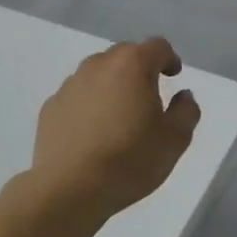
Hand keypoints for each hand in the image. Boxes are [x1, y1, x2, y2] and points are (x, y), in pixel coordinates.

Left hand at [28, 37, 201, 218]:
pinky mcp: (50, 107)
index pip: (157, 47)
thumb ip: (186, 111)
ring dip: (112, 85)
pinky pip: (78, 96)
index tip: (173, 76)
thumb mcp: (175, 139)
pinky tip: (93, 132)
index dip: (169, 59)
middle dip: (140, 69)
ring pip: (98, 74)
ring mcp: (70, 85)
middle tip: (148, 96)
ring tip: (119, 116)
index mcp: (132, 65)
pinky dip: (89, 104)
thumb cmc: (130, 160)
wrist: (69, 189)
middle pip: (125, 55)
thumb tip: (183, 96)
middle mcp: (98, 65)